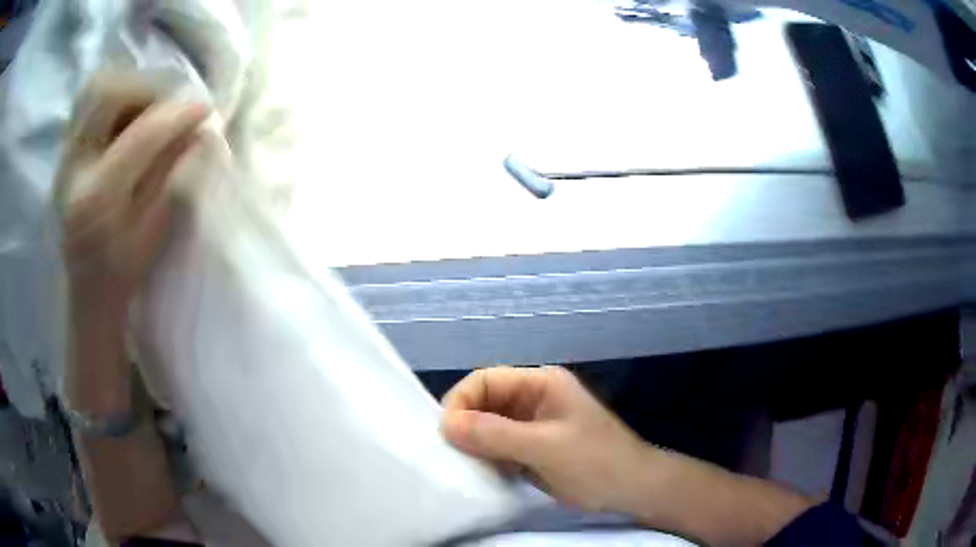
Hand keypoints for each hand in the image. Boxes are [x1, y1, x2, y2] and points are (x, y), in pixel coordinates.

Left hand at [57, 92, 208, 315]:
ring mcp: (65, 154)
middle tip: (171, 104)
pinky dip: (115, 93)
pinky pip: (88, 99)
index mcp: (96, 199)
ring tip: (148, 108)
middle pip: (108, 92)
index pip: (140, 134)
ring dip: (130, 86)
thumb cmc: (120, 274)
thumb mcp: (152, 235)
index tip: (206, 109)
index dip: (178, 115)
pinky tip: (128, 114)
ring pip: (97, 87)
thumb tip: (199, 132)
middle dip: (148, 87)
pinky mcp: (66, 148)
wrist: (85, 290)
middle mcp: (73, 167)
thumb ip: (173, 179)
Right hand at [442, 366, 649, 512]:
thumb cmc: (595, 463)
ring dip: (473, 443)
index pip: (486, 380)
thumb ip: (495, 435)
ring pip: (489, 426)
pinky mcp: (533, 448)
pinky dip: (486, 458)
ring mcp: (534, 424)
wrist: (633, 490)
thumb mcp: (544, 448)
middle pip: (485, 402)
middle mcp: (534, 398)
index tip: (445, 434)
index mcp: (540, 384)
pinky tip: (480, 473)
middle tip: (449, 454)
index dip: (461, 402)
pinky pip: (499, 446)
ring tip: (460, 465)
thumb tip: (445, 424)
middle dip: (464, 424)